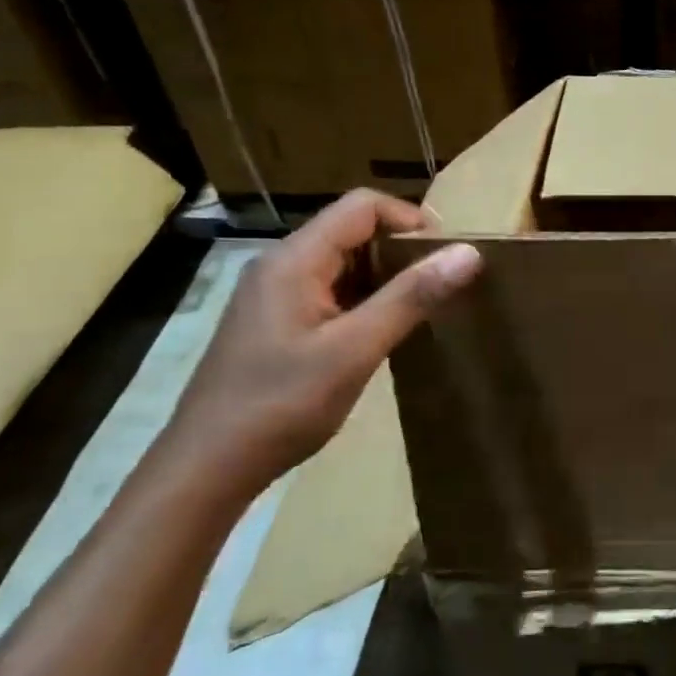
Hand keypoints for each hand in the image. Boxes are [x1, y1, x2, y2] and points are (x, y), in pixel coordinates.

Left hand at [162, 189, 481, 495]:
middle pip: (354, 229)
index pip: (363, 205)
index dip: (411, 220)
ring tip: (422, 308)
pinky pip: (332, 290)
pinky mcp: (278, 322)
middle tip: (442, 286)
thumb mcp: (355, 349)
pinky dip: (366, 299)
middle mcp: (282, 265)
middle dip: (402, 249)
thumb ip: (411, 296)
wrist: (206, 469)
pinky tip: (384, 332)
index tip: (447, 257)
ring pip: (345, 261)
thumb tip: (469, 252)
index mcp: (295, 260)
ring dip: (387, 276)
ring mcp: (276, 294)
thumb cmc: (280, 405)